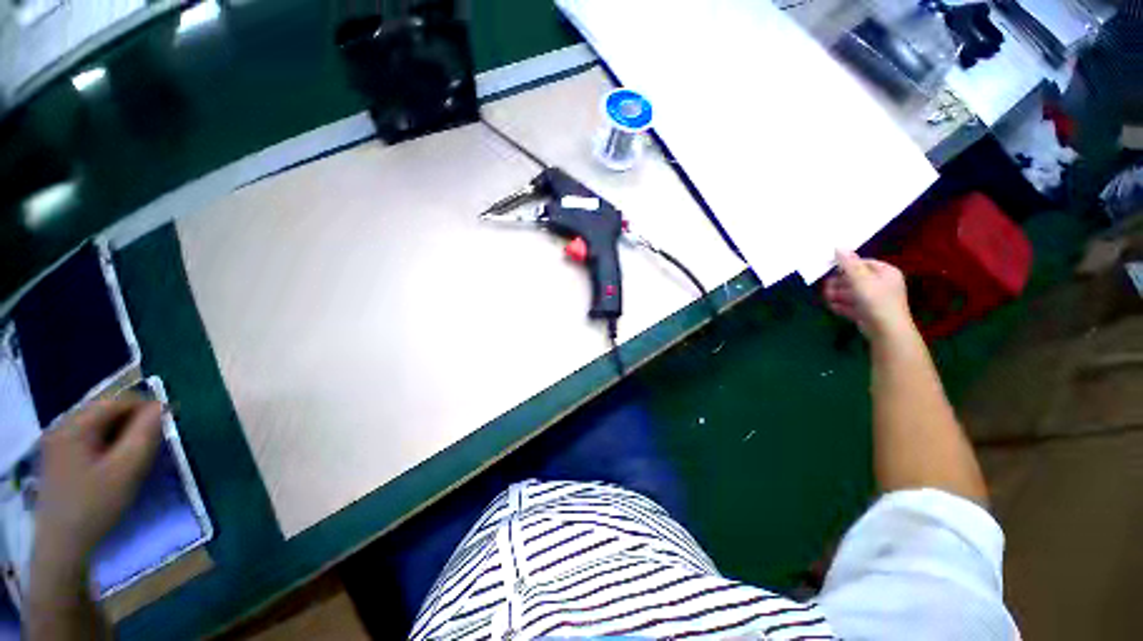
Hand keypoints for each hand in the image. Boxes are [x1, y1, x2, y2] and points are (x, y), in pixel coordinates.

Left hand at [34, 399, 162, 570]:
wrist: (63, 545)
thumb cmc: (96, 505)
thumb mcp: (127, 470)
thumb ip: (145, 434)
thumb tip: (162, 406)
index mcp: (75, 425)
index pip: (118, 401)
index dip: (147, 407)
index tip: (170, 421)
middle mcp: (62, 426)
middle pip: (106, 411)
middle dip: (133, 422)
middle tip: (155, 441)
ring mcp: (57, 442)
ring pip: (99, 425)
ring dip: (122, 433)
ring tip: (138, 453)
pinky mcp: (59, 456)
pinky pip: (90, 438)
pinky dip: (108, 444)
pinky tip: (116, 462)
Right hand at [824, 250, 913, 340]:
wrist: (886, 331)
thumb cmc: (876, 300)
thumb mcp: (861, 279)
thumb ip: (849, 263)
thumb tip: (839, 246)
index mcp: (885, 272)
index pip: (863, 263)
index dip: (846, 266)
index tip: (831, 271)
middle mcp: (881, 284)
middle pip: (854, 279)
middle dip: (839, 283)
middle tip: (827, 288)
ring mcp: (874, 299)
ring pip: (851, 293)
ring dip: (837, 295)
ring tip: (828, 299)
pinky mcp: (867, 312)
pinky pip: (852, 305)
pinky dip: (842, 305)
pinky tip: (833, 307)